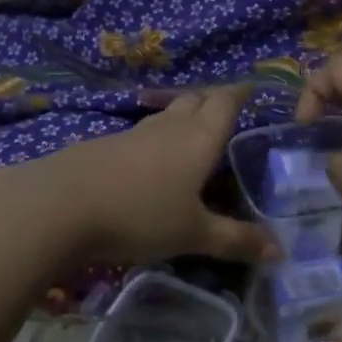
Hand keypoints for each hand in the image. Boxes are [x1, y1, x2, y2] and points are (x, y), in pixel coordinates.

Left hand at [0, 85, 275, 266]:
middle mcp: (168, 127)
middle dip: (212, 100)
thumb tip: (281, 251)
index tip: (251, 90)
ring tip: (192, 134)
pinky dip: (155, 139)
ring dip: (182, 118)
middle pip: (195, 100)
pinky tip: (149, 162)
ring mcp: (132, 133)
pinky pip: (141, 134)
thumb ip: (236, 240)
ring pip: (166, 116)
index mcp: (198, 138)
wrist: (59, 205)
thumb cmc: (139, 215)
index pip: (225, 102)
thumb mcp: (193, 234)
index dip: (240, 94)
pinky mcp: (104, 145)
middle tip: (226, 112)